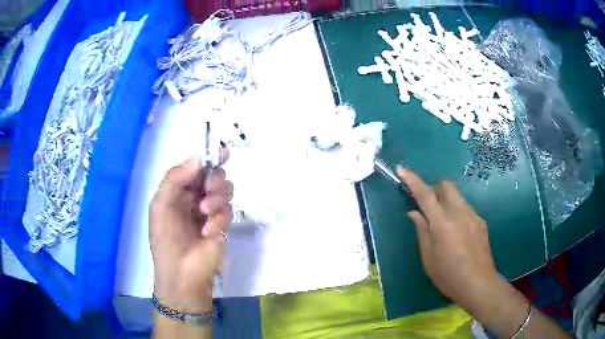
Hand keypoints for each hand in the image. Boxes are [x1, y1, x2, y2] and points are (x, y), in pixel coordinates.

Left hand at [150, 156, 232, 311]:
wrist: (181, 271)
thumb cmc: (165, 238)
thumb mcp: (161, 205)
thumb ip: (175, 179)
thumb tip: (198, 158)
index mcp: (179, 189)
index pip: (196, 167)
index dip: (209, 158)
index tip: (223, 153)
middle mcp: (195, 196)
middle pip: (215, 175)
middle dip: (215, 180)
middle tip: (208, 190)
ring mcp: (210, 210)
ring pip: (226, 190)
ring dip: (217, 198)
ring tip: (205, 214)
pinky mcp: (222, 225)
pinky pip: (229, 211)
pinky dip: (219, 219)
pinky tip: (207, 232)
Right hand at [396, 167, 499, 310]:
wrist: (478, 284)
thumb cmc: (448, 275)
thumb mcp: (428, 258)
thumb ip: (422, 232)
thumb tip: (414, 213)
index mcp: (443, 223)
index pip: (425, 195)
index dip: (412, 180)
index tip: (402, 170)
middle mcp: (460, 213)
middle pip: (447, 186)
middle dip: (435, 189)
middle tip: (429, 207)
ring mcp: (473, 216)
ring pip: (457, 197)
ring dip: (447, 202)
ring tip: (445, 225)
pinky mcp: (481, 222)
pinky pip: (466, 209)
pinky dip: (457, 213)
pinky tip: (458, 235)